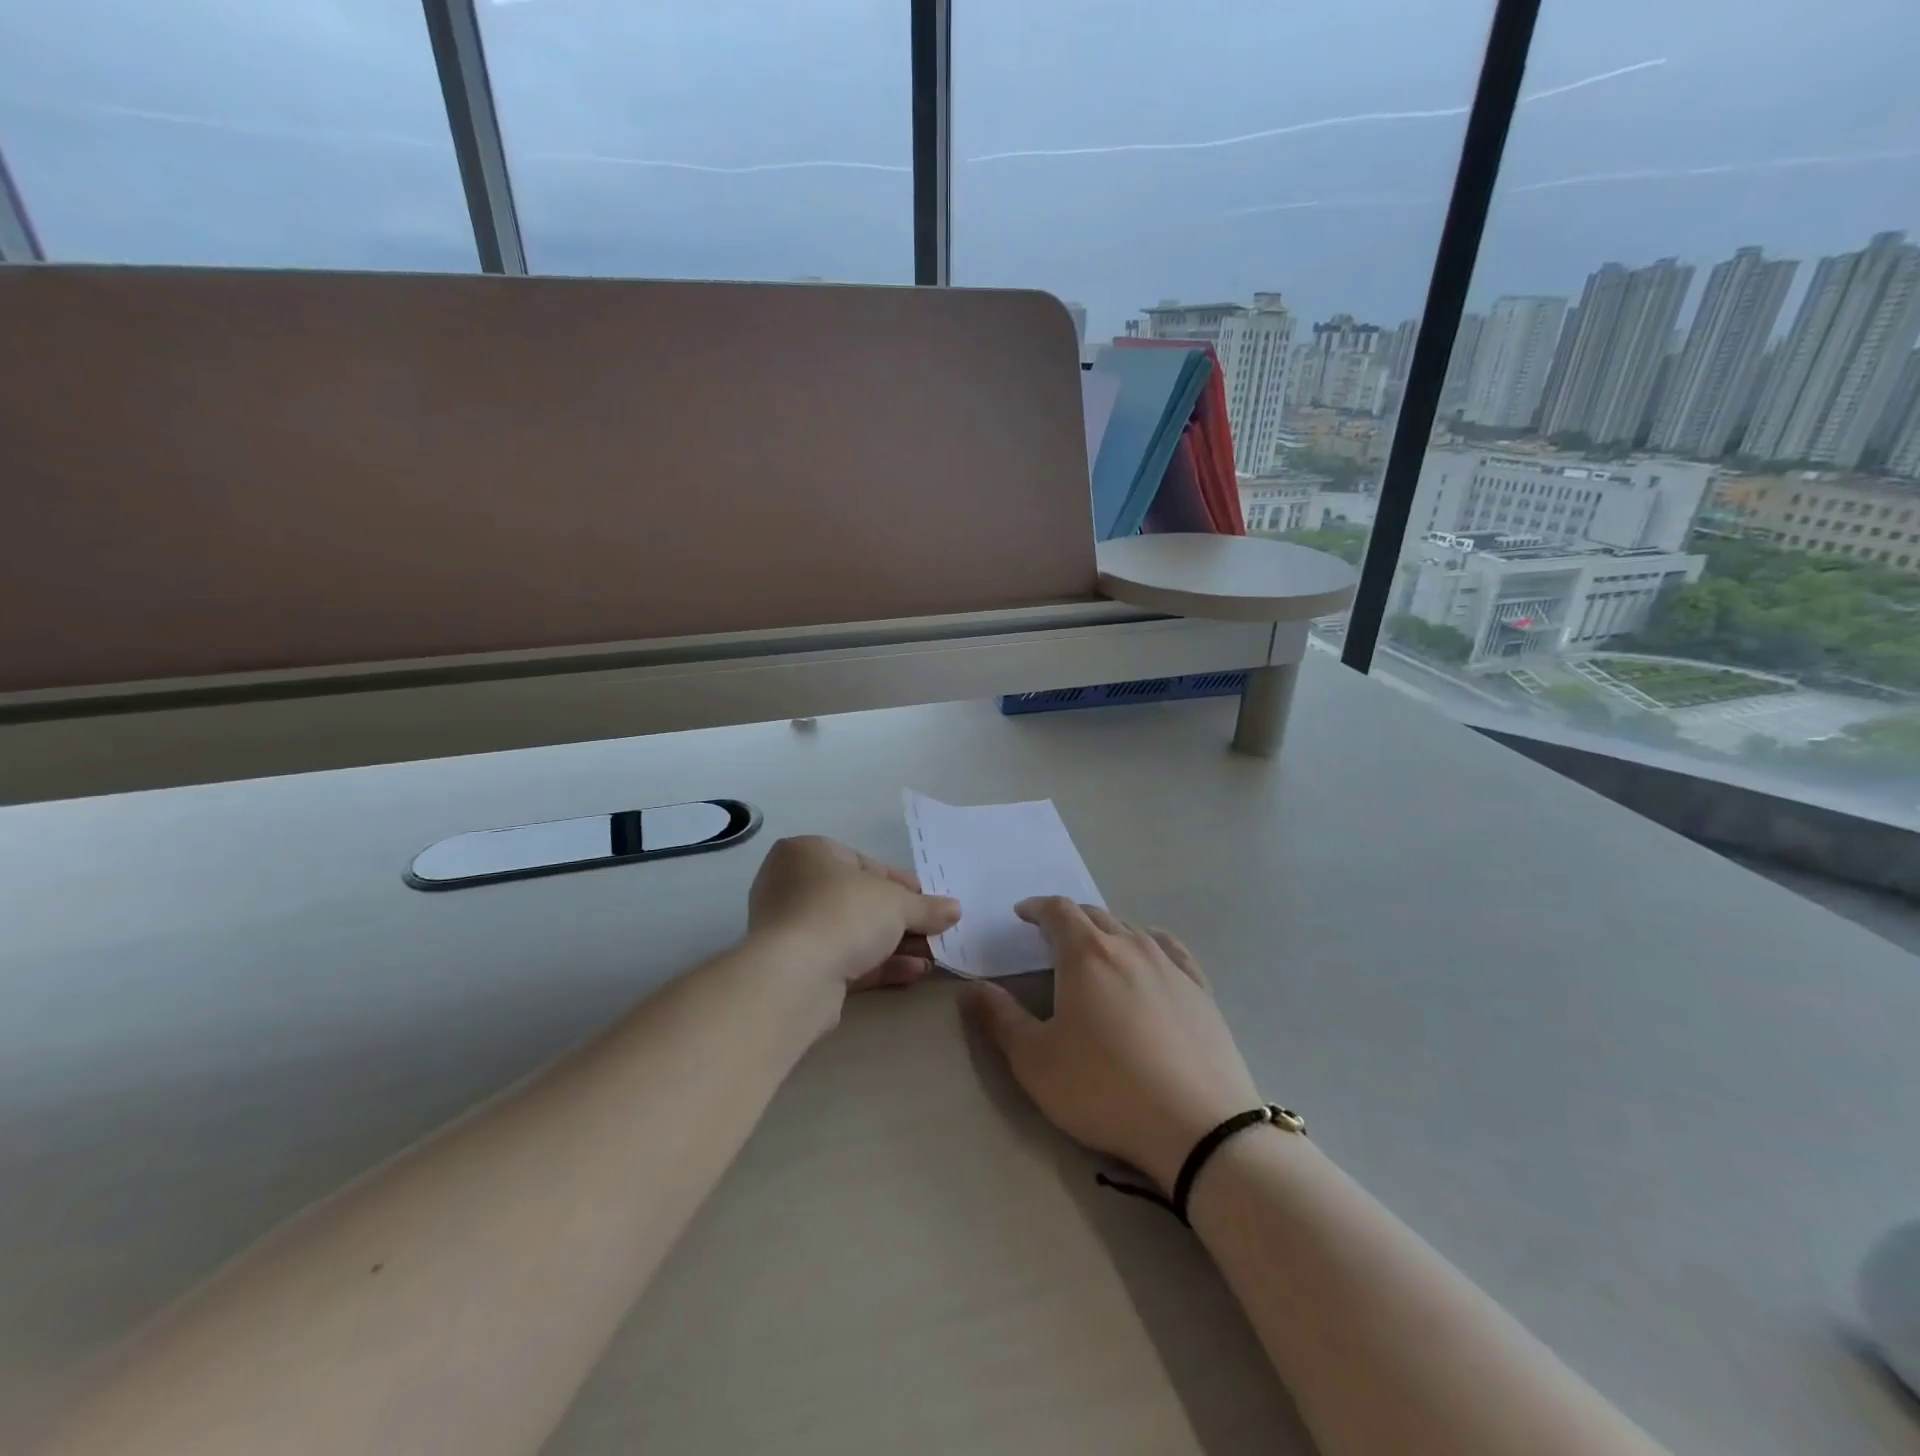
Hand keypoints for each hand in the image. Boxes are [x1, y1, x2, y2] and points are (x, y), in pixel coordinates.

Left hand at [748, 836, 961, 991]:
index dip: (900, 883)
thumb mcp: (897, 903)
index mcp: (807, 853)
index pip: (862, 863)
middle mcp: (792, 886)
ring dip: (895, 945)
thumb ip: (927, 907)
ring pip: (852, 933)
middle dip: (900, 919)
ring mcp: (791, 930)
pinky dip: (878, 965)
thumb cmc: (843, 913)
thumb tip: (955, 910)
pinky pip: (844, 960)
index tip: (928, 900)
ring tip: (933, 957)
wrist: (795, 977)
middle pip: (858, 901)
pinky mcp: (797, 969)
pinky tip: (915, 972)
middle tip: (934, 930)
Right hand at [963, 898, 1261, 1191]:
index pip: (1058, 910)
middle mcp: (1129, 945)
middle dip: (1069, 919)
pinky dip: (1148, 942)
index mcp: (1086, 954)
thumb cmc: (1105, 1090)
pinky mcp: (1200, 989)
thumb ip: (999, 1019)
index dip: (1036, 907)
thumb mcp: (1035, 1061)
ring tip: (1095, 949)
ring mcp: (1170, 965)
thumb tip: (971, 988)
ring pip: (1131, 929)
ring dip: (1106, 930)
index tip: (1022, 914)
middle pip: (1094, 915)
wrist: (1199, 1127)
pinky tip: (1149, 956)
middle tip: (1051, 937)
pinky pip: (1170, 948)